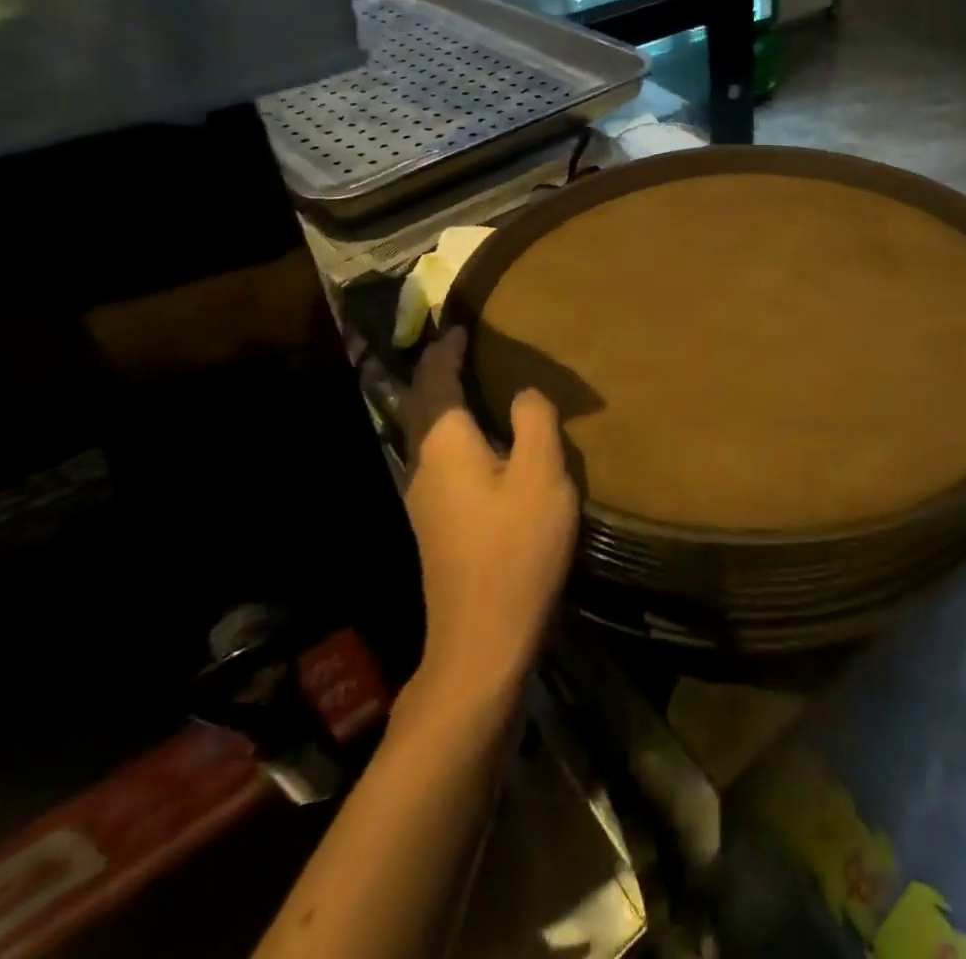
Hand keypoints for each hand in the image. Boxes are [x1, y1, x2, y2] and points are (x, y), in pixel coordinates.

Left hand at [399, 329, 578, 698]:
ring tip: (475, 387)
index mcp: (445, 446)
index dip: (445, 352)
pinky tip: (483, 444)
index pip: (436, 383)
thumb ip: (533, 422)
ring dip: (446, 404)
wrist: (483, 639)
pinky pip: (442, 459)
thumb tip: (523, 393)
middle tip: (462, 350)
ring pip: (430, 436)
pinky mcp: (439, 526)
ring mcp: (426, 500)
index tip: (457, 327)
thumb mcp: (540, 475)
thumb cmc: (515, 548)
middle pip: (424, 408)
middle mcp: (424, 467)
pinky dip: (456, 433)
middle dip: (438, 375)